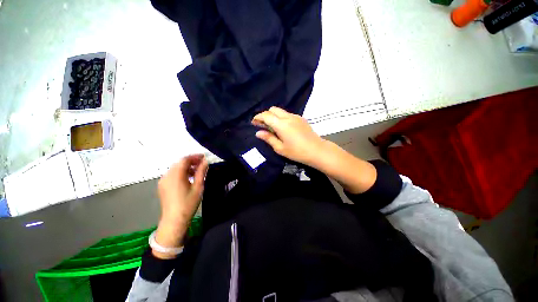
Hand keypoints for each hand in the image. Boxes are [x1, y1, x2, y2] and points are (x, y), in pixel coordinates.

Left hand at [154, 154, 207, 257]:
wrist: (174, 220)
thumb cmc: (188, 203)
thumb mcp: (198, 187)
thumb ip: (201, 172)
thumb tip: (205, 161)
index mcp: (176, 175)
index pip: (185, 160)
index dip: (195, 157)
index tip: (204, 157)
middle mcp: (167, 175)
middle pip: (179, 163)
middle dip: (191, 161)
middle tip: (202, 164)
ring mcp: (163, 181)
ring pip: (175, 168)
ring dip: (186, 167)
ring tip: (197, 171)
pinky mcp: (162, 186)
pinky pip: (172, 174)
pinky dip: (181, 172)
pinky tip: (188, 178)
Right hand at [252, 107, 325, 165]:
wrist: (317, 150)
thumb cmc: (297, 152)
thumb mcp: (280, 148)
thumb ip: (268, 138)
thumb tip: (258, 133)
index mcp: (281, 124)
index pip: (266, 115)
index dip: (258, 117)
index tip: (254, 123)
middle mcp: (288, 117)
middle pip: (273, 109)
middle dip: (265, 115)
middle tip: (263, 125)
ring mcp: (296, 116)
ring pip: (280, 111)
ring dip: (274, 116)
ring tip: (272, 127)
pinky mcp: (301, 119)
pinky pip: (288, 114)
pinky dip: (281, 117)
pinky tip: (283, 128)